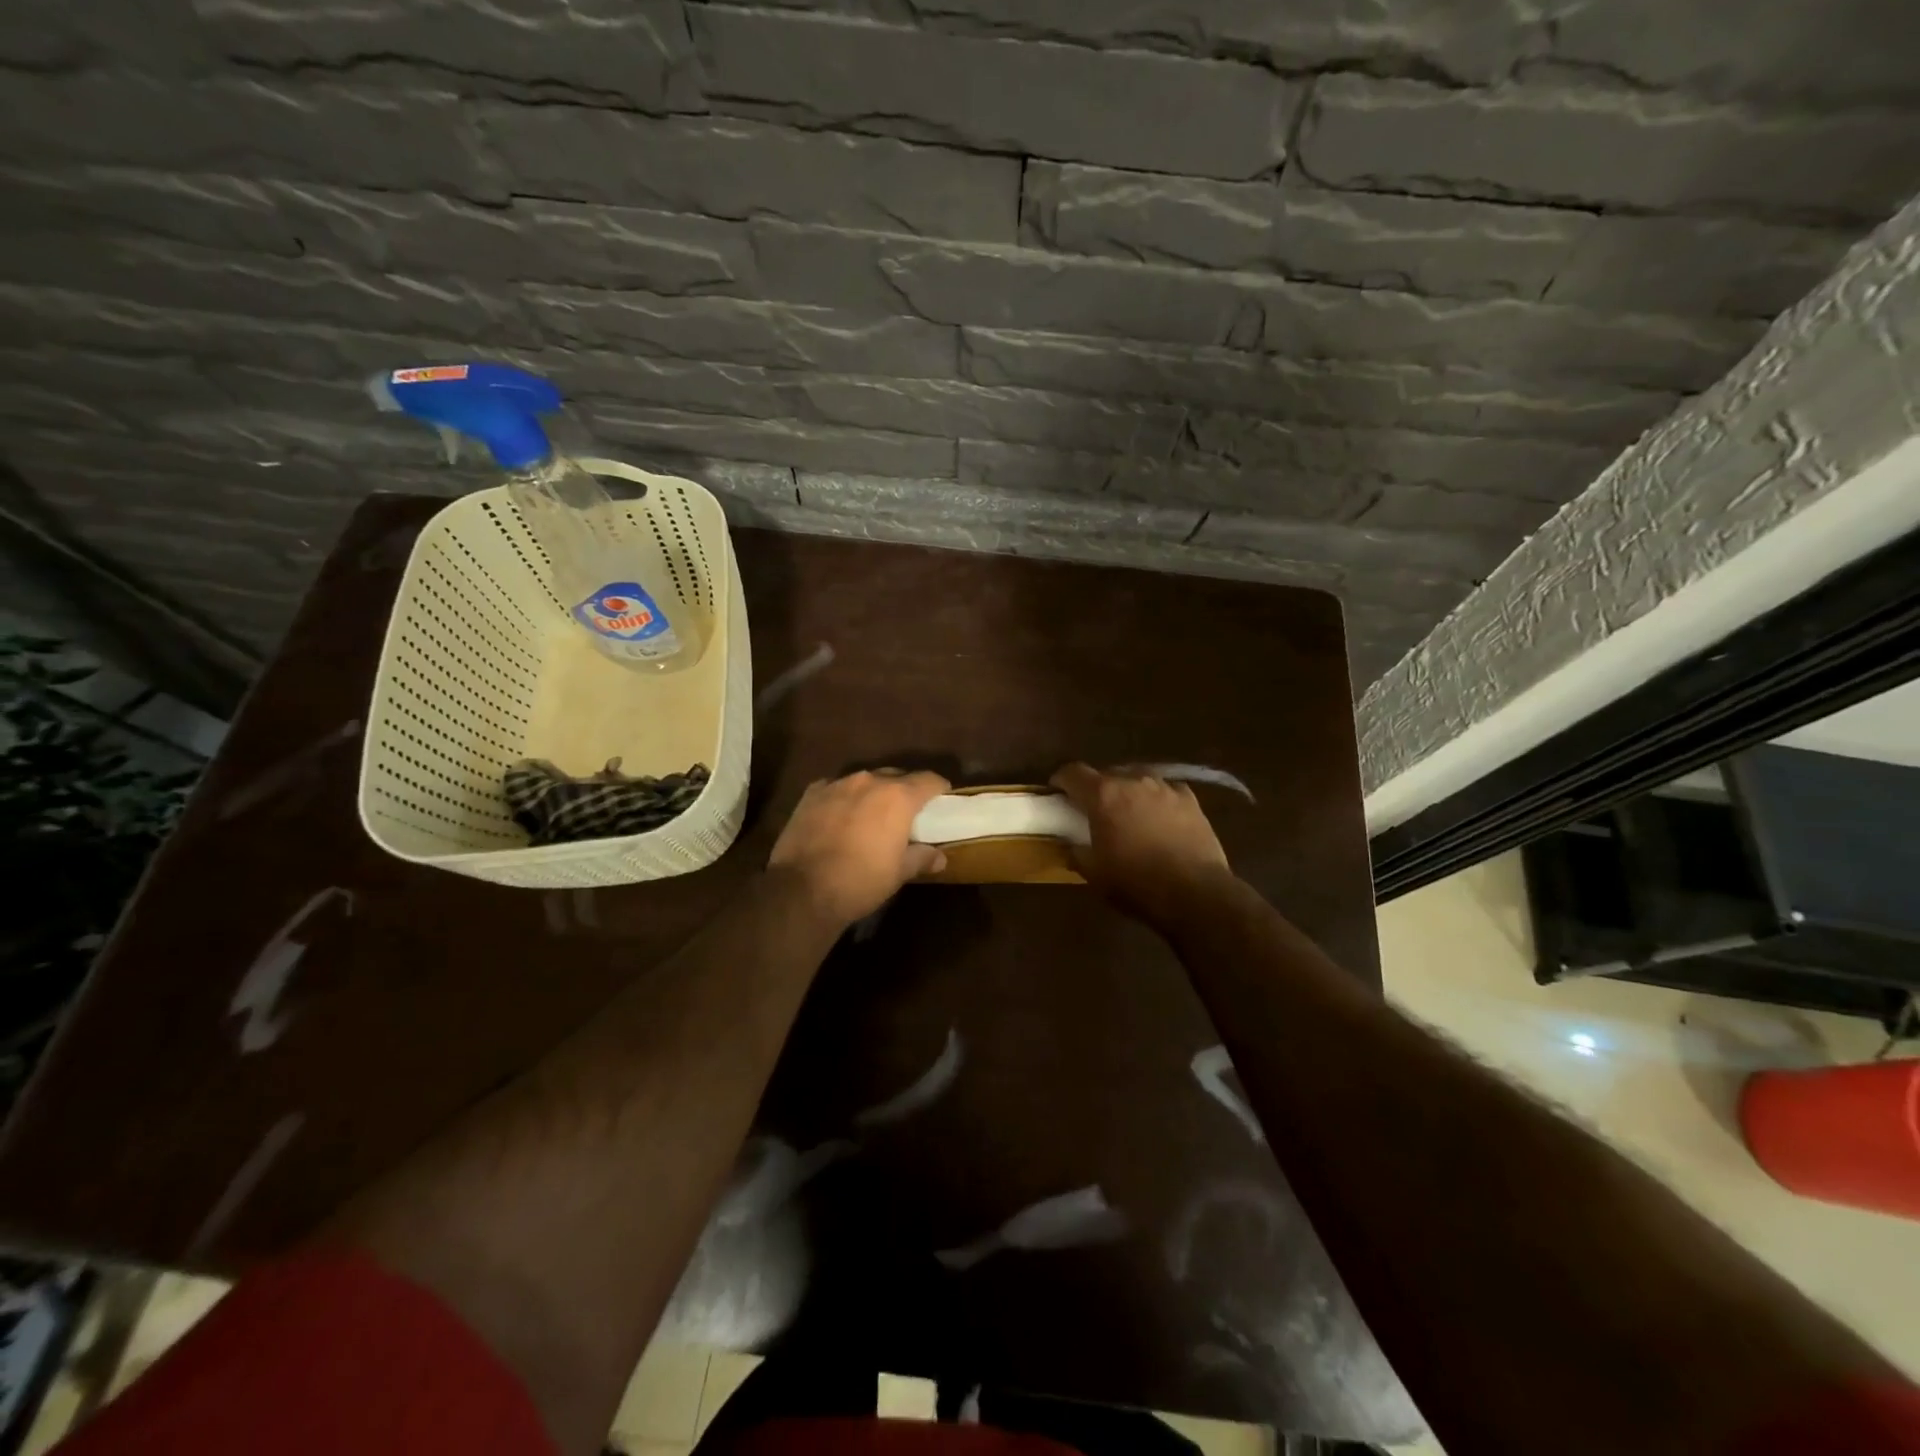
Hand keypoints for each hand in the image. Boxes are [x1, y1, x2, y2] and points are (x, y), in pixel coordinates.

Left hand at [769, 769, 950, 925]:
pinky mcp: (811, 794)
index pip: (929, 779)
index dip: (939, 789)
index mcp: (898, 796)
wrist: (802, 890)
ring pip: (864, 781)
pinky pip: (836, 788)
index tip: (941, 800)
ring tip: (871, 815)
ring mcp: (837, 784)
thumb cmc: (861, 881)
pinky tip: (840, 818)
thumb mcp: (899, 873)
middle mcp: (869, 781)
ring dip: (872, 794)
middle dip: (904, 790)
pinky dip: (843, 799)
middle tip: (906, 813)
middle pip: (896, 776)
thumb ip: (922, 858)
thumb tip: (940, 857)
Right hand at [1051, 763, 1234, 926]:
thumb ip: (1076, 852)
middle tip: (1094, 809)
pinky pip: (1165, 790)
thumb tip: (1070, 844)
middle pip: (1106, 773)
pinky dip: (1156, 799)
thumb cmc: (1136, 883)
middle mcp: (1132, 781)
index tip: (1057, 792)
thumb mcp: (1094, 874)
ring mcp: (1164, 787)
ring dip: (1128, 791)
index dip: (1061, 780)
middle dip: (1097, 788)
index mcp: (1103, 795)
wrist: (1195, 892)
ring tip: (1128, 811)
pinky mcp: (1190, 798)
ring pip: (1137, 778)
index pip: (1073, 773)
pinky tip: (1159, 817)